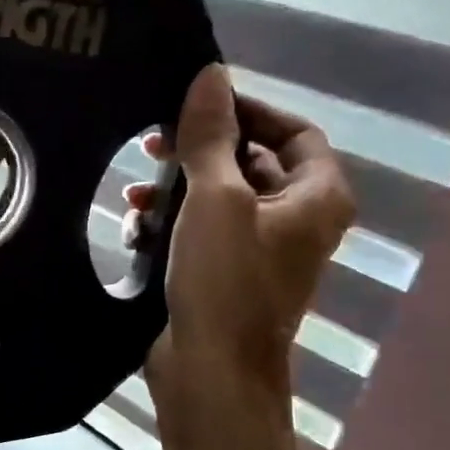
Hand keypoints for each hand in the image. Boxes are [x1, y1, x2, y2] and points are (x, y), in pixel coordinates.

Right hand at [127, 65, 354, 431]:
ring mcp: (261, 252)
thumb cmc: (225, 281)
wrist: (212, 373)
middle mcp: (297, 220)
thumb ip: (212, 136)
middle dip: (200, 152)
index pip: (292, 131)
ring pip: (220, 199)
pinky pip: (203, 232)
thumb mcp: (216, 198)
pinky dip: (172, 224)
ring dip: (177, 190)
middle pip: (251, 163)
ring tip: (133, 191)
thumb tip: (211, 75)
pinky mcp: (226, 276)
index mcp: (316, 197)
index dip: (247, 111)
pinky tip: (135, 228)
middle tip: (153, 142)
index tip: (196, 105)